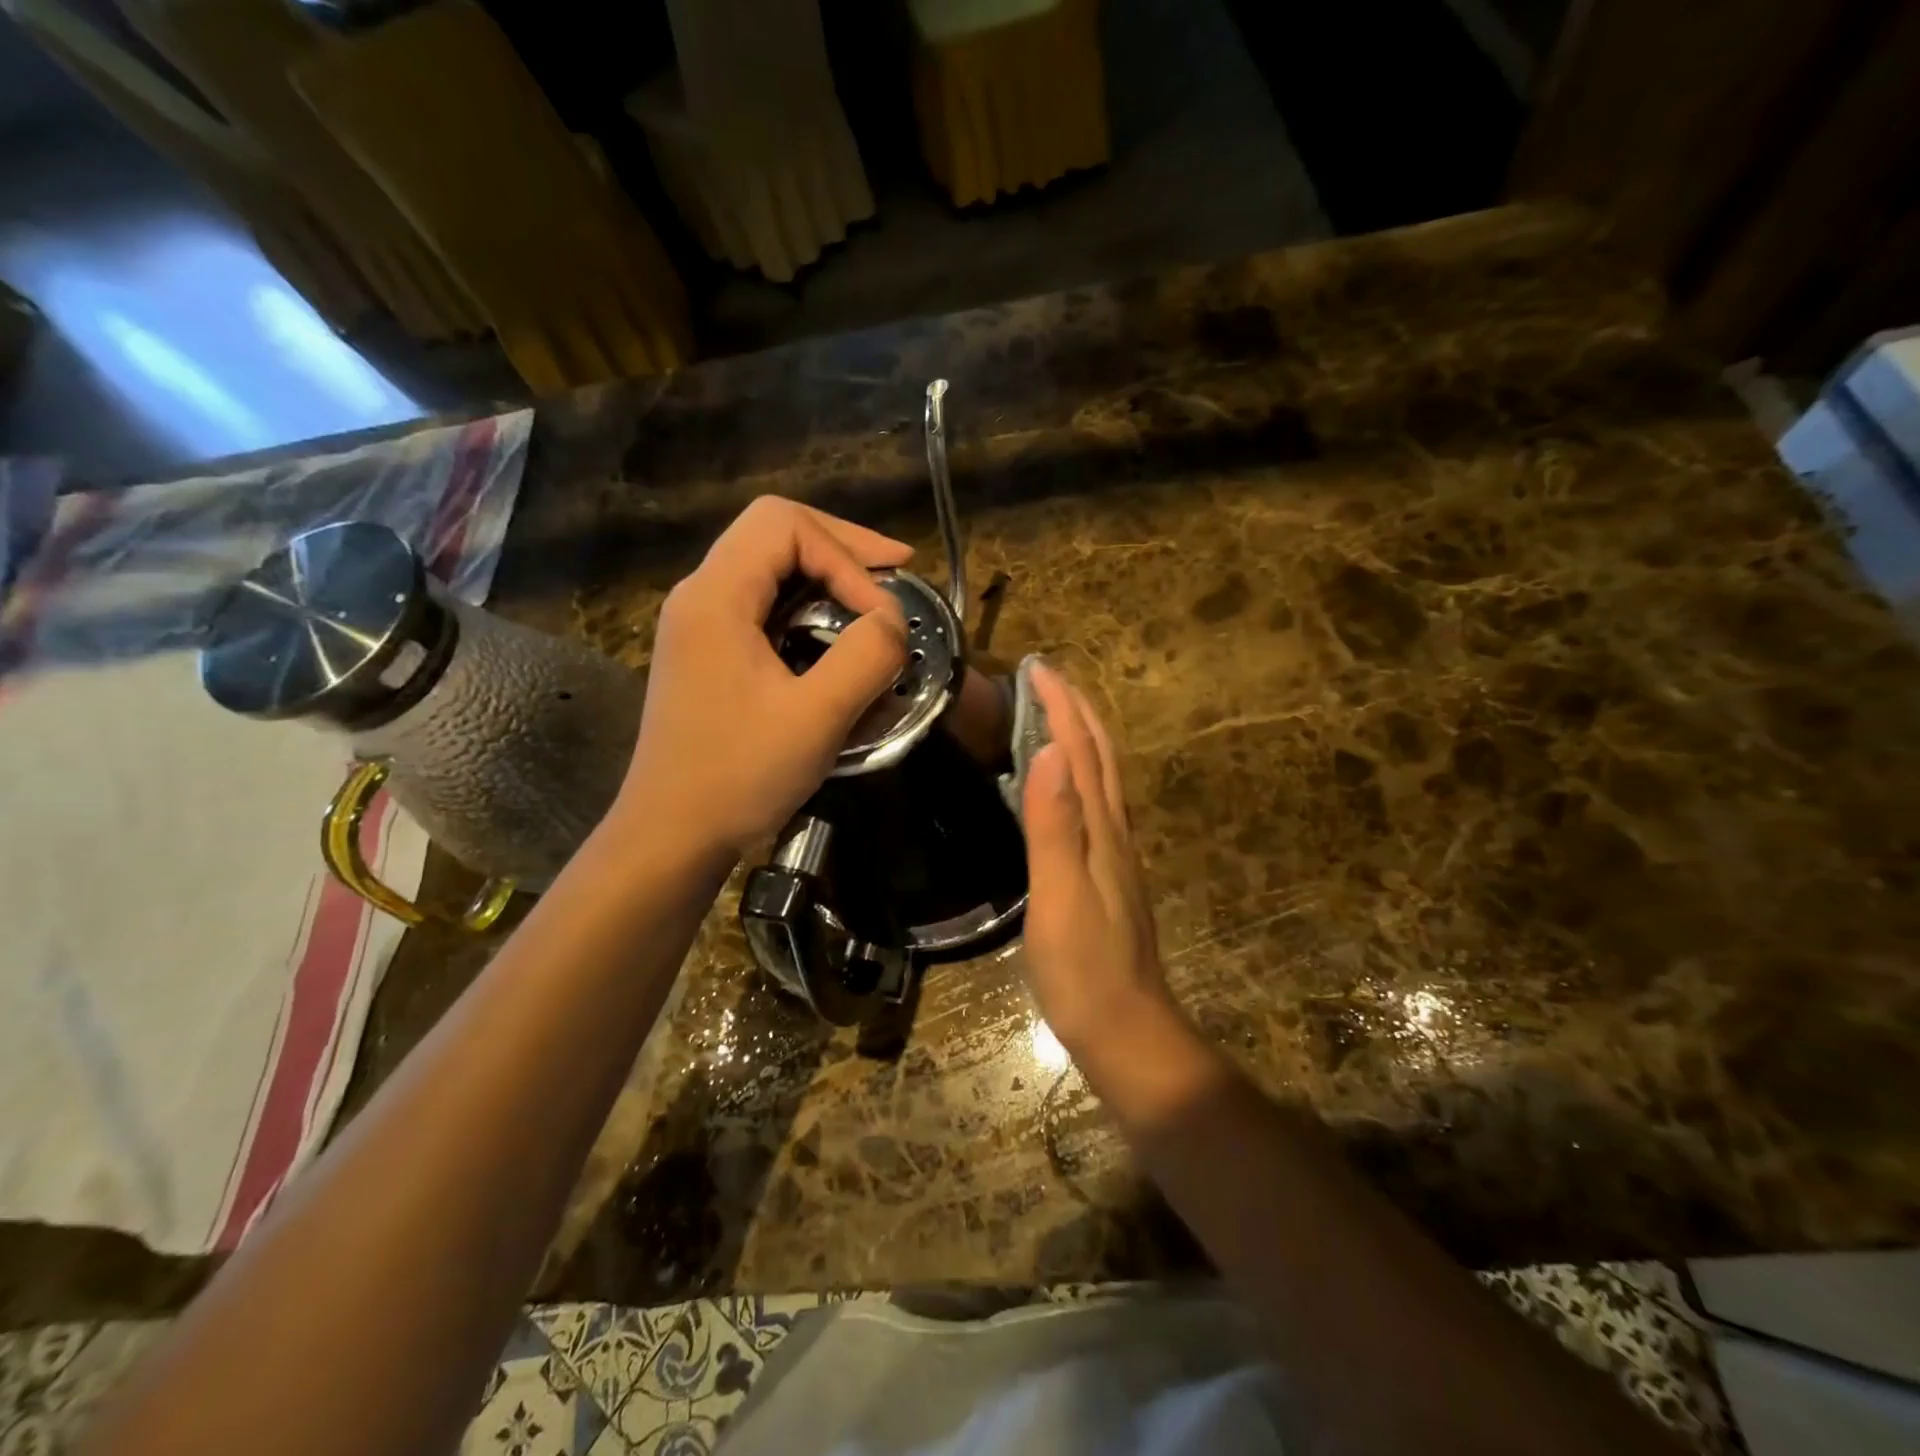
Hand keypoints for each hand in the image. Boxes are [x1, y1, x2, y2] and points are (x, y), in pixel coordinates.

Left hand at [617, 497, 909, 859]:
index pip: (785, 525)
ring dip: (827, 574)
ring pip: (768, 566)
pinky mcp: (708, 653)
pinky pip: (763, 604)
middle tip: (897, 570)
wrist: (670, 834)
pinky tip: (836, 634)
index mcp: (715, 596)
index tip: (882, 611)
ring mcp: (700, 624)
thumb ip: (865, 656)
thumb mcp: (816, 717)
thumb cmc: (738, 775)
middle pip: (774, 532)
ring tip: (875, 598)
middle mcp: (700, 595)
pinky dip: (808, 605)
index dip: (846, 554)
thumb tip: (892, 620)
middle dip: (842, 546)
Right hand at [1019, 664, 1182, 1071]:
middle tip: (1045, 677)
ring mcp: (1115, 854)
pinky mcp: (1106, 876)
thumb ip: (1055, 825)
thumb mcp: (1062, 896)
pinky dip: (1078, 774)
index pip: (1083, 749)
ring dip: (1080, 737)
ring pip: (1101, 778)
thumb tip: (1049, 751)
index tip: (1038, 667)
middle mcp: (1115, 832)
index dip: (1062, 705)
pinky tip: (1061, 785)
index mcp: (1103, 829)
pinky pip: (1094, 805)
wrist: (1127, 1031)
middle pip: (1101, 755)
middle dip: (1076, 709)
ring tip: (1050, 714)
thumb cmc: (1085, 969)